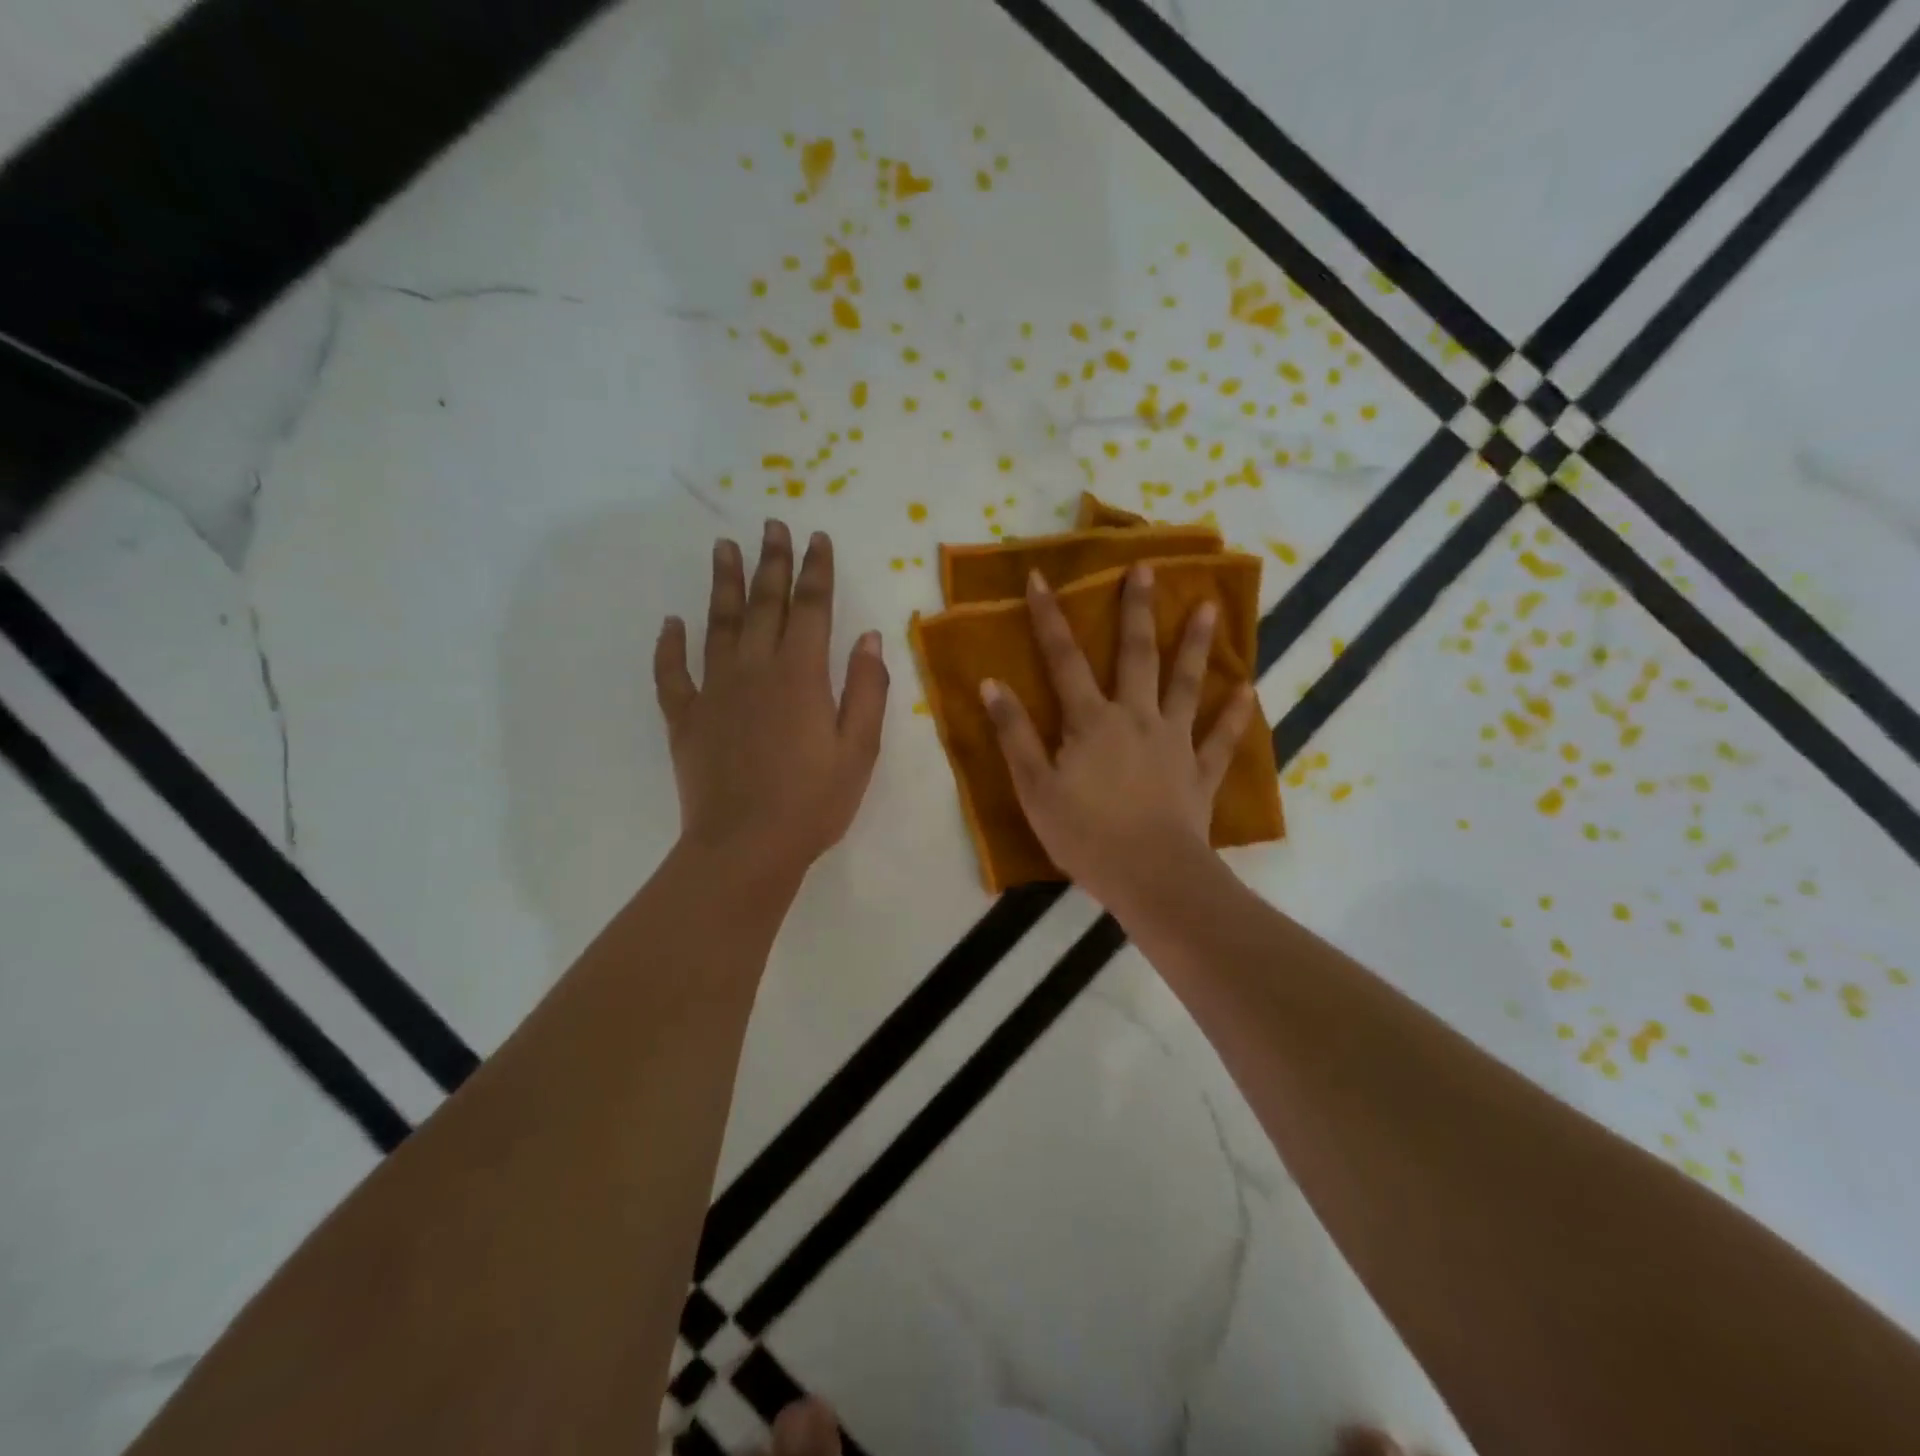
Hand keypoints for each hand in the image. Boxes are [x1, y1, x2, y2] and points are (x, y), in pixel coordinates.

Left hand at [653, 520, 888, 888]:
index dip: (815, 570)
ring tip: (723, 547)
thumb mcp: (859, 749)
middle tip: (771, 525)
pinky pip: (673, 673)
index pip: (812, 607)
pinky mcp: (686, 718)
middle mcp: (755, 669)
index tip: (815, 537)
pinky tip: (671, 623)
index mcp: (801, 674)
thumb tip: (869, 637)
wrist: (746, 847)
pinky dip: (670, 646)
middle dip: (771, 562)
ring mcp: (714, 691)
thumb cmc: (813, 802)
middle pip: (764, 603)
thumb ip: (866, 689)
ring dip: (722, 583)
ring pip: (717, 624)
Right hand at [980, 564, 1255, 909]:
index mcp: (1091, 721)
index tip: (1043, 577)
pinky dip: (1234, 716)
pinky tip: (1248, 690)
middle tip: (1148, 567)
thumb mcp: (1034, 787)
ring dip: (1196, 645)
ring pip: (1187, 685)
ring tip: (1211, 607)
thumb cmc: (1084, 834)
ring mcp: (1174, 742)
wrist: (1149, 876)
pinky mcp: (1200, 773)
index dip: (1050, 618)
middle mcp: (1136, 718)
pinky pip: (1220, 740)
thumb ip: (1014, 734)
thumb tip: (993, 683)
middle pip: (1136, 655)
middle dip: (1137, 610)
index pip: (1064, 660)